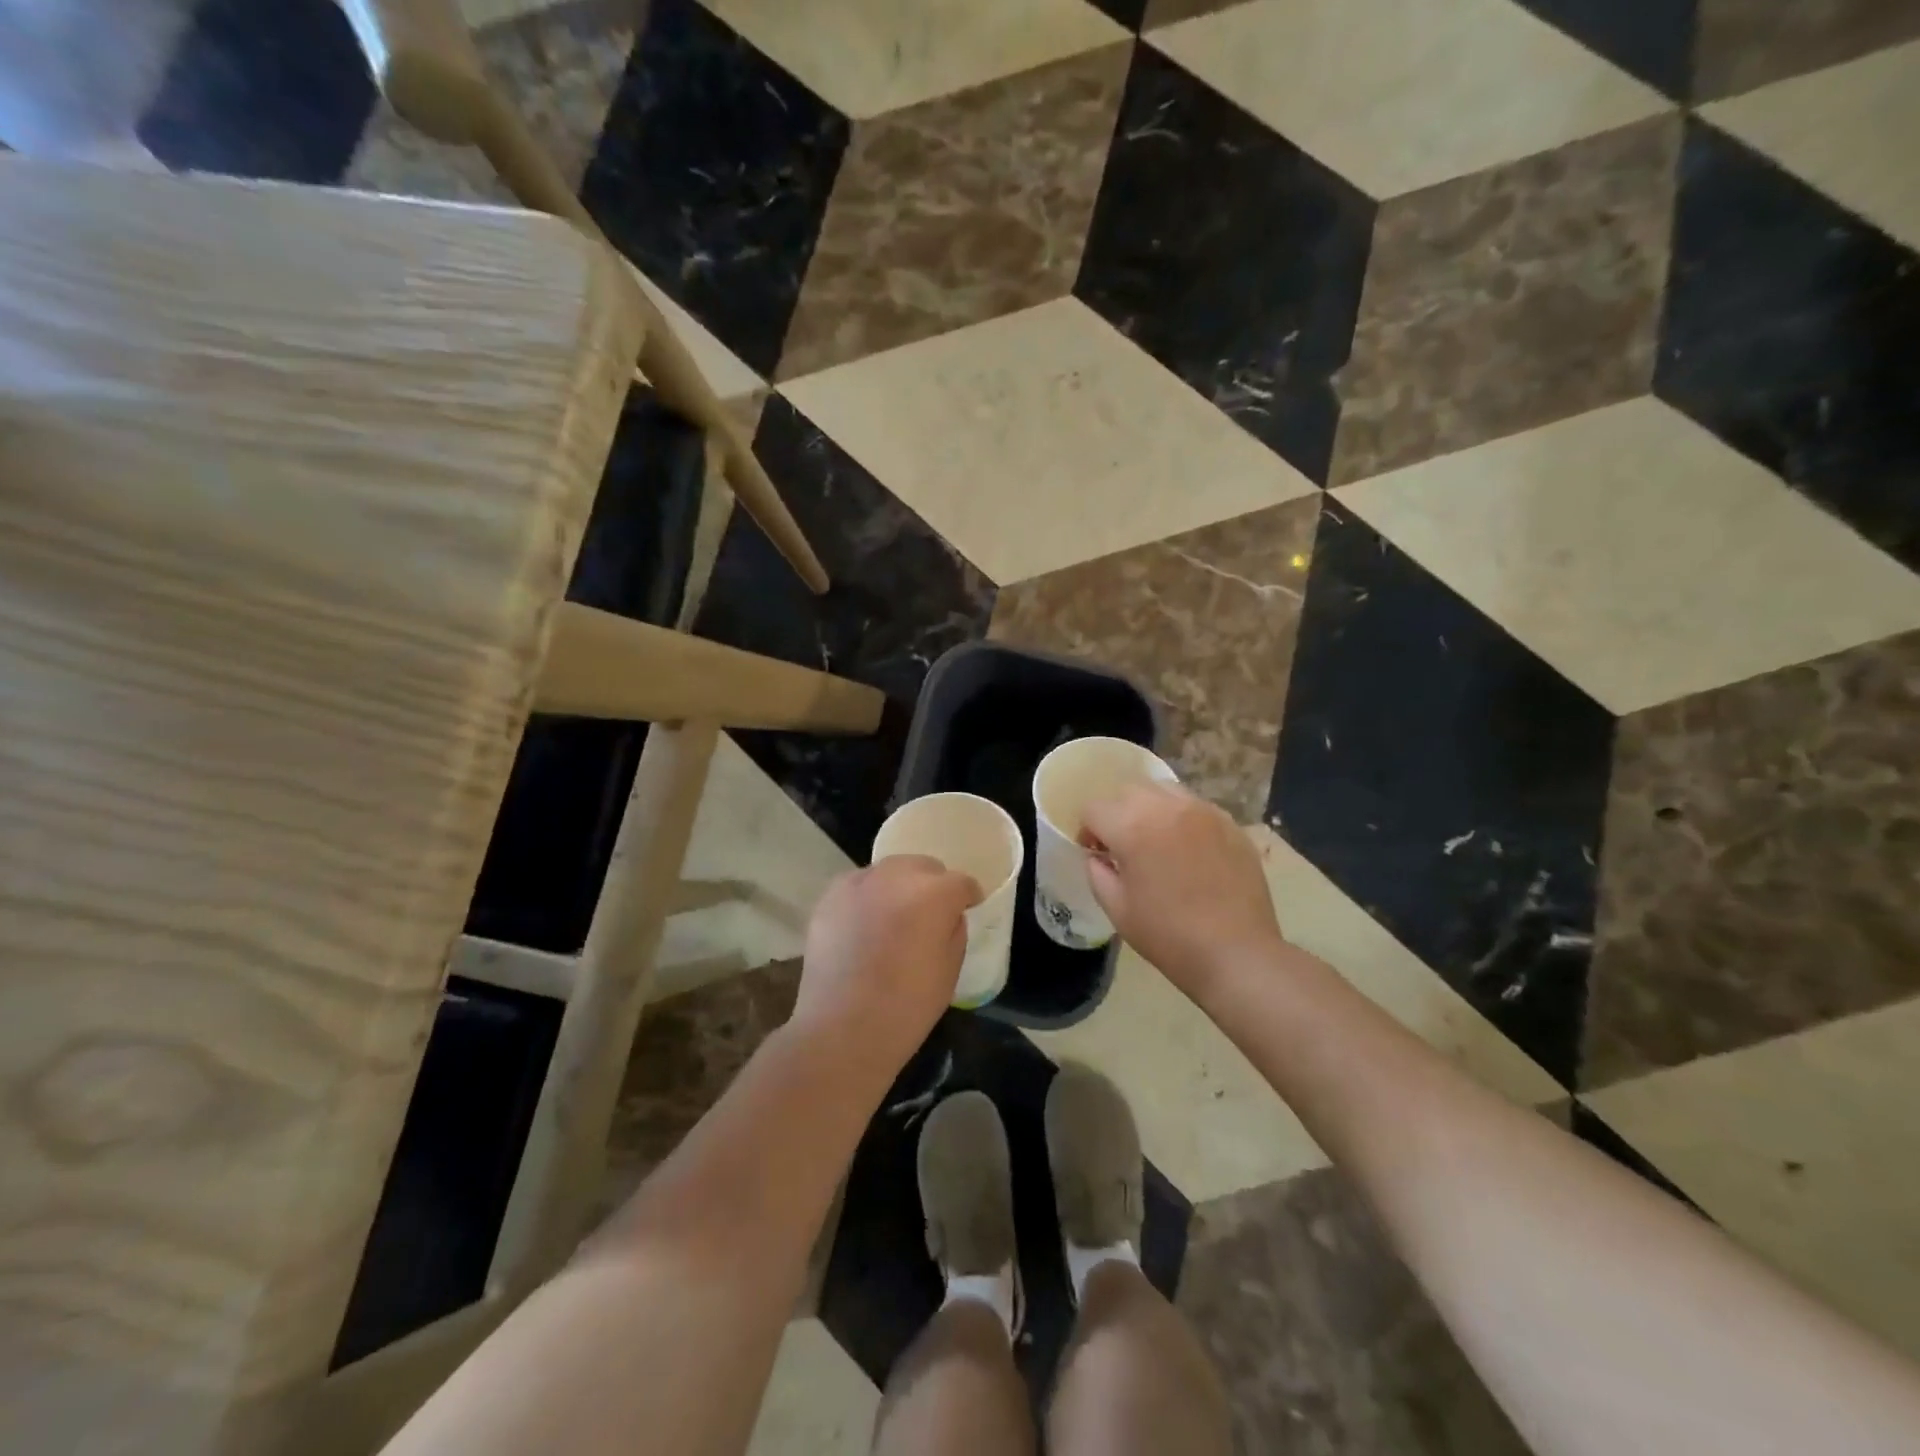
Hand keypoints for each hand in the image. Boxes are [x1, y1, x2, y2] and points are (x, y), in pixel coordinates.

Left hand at [793, 856, 980, 1074]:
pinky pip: (858, 886)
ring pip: (888, 872)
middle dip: (932, 885)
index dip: (968, 896)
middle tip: (930, 914)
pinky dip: (868, 897)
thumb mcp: (950, 970)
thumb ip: (954, 931)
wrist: (842, 1028)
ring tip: (894, 918)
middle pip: (923, 866)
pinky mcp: (830, 896)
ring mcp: (858, 883)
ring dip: (898, 887)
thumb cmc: (907, 1006)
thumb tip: (948, 915)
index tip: (968, 908)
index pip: (961, 882)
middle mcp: (896, 876)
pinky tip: (865, 925)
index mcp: (933, 894)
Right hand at [1082, 782, 1283, 997]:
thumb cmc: (1169, 936)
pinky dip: (1181, 818)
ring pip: (1163, 789)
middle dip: (1117, 813)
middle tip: (1123, 845)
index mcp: (1132, 828)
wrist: (1236, 953)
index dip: (1088, 830)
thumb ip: (1098, 873)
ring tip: (1156, 840)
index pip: (1094, 808)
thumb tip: (1097, 856)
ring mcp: (1202, 811)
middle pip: (1128, 790)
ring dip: (1150, 808)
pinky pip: (1195, 806)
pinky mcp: (1229, 823)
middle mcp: (1166, 808)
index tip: (1096, 854)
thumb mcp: (1117, 909)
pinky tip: (1188, 849)